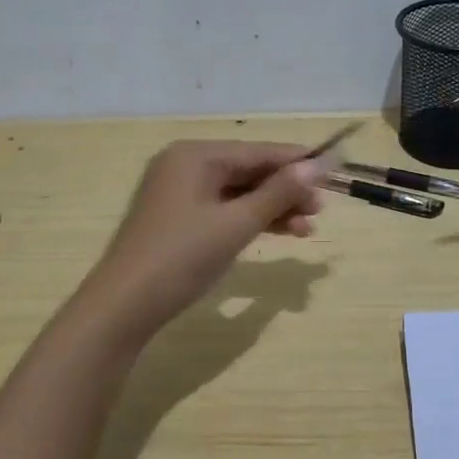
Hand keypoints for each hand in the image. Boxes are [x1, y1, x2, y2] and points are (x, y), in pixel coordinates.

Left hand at [81, 140, 326, 336]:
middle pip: (249, 170)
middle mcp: (185, 165)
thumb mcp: (236, 224)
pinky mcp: (178, 218)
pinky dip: (250, 220)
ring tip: (307, 229)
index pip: (258, 151)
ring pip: (238, 193)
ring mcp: (179, 193)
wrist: (124, 307)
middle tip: (321, 210)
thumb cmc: (182, 257)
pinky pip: (223, 209)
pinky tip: (279, 233)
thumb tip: (318, 165)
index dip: (297, 162)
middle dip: (286, 190)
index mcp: (196, 155)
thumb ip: (278, 193)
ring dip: (272, 209)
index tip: (335, 169)